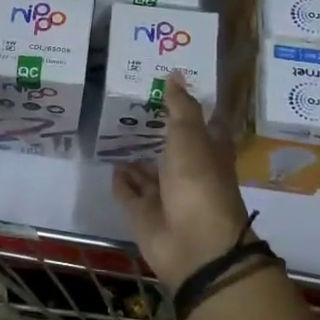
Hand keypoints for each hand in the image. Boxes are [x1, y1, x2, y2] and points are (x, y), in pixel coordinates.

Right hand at [111, 71, 252, 288]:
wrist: (193, 246)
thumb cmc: (199, 184)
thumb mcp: (191, 138)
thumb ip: (180, 107)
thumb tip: (174, 73)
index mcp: (209, 154)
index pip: (203, 126)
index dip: (191, 109)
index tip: (172, 89)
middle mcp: (188, 173)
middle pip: (172, 149)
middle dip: (156, 132)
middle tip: (132, 107)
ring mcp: (166, 195)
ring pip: (148, 172)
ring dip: (135, 158)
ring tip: (114, 132)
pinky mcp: (144, 214)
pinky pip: (129, 193)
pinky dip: (120, 181)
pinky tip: (110, 164)